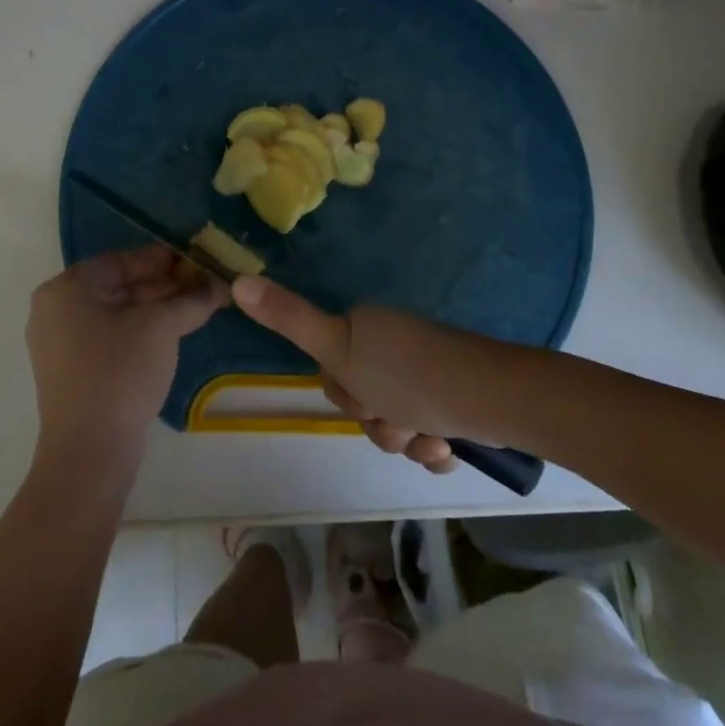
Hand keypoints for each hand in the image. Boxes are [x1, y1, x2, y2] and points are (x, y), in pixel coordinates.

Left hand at [27, 245, 223, 471]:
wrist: (90, 453)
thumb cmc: (120, 372)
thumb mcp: (161, 327)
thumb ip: (191, 299)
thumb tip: (220, 283)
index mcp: (66, 289)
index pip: (122, 260)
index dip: (163, 259)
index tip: (197, 259)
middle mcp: (56, 310)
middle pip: (119, 285)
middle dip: (164, 285)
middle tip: (204, 284)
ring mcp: (61, 343)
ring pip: (117, 312)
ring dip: (157, 308)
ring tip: (197, 306)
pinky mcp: (72, 371)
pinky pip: (110, 336)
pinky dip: (141, 330)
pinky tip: (174, 332)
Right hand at [232, 276, 504, 473]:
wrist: (488, 397)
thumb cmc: (407, 373)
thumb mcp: (338, 348)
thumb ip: (288, 318)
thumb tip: (236, 278)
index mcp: (366, 328)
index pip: (334, 373)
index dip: (346, 394)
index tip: (365, 394)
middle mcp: (393, 346)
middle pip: (363, 401)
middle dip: (379, 422)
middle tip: (398, 417)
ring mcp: (425, 373)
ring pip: (394, 423)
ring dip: (407, 439)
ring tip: (429, 436)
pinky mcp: (452, 400)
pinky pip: (426, 433)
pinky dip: (433, 447)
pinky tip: (447, 446)